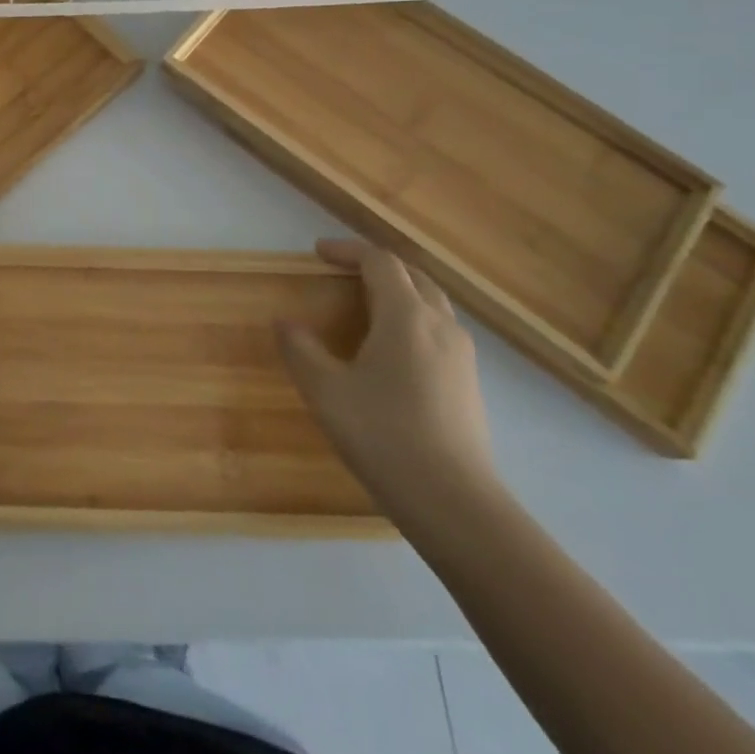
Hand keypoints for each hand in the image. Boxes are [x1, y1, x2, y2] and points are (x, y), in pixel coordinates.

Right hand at [278, 238, 500, 523]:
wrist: (455, 503)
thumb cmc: (384, 435)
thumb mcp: (326, 391)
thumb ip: (301, 350)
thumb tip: (285, 323)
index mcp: (406, 316)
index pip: (380, 262)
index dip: (348, 250)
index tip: (318, 252)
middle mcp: (440, 325)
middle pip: (412, 276)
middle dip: (376, 266)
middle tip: (342, 273)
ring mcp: (461, 354)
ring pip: (431, 303)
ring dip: (398, 291)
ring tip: (365, 306)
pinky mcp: (469, 382)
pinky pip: (438, 330)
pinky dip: (412, 319)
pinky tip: (391, 350)